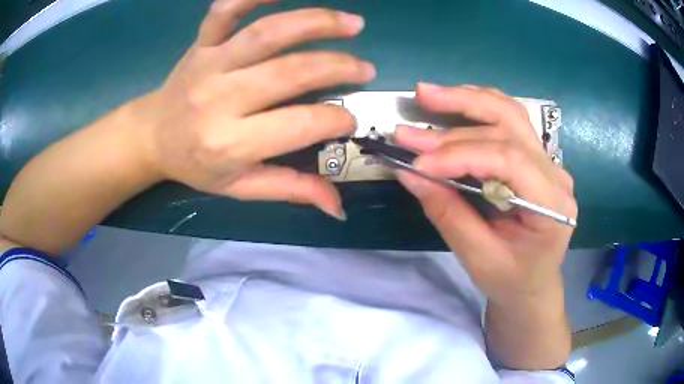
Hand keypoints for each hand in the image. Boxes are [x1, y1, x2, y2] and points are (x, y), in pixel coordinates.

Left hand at [134, 0, 374, 218]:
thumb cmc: (196, 164)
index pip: (298, 125)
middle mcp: (220, 99)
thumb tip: (337, 205)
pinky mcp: (202, 42)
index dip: (334, 120)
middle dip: (337, 67)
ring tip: (353, 23)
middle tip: (364, 69)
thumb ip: (290, 189)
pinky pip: (226, 10)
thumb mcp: (239, 188)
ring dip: (316, 23)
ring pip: (267, 33)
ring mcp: (210, 63)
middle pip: (290, 72)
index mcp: (231, 143)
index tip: (350, 120)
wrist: (152, 136)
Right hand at [395, 83, 576, 303]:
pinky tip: (456, 104)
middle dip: (462, 109)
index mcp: (552, 205)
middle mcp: (555, 174)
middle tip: (420, 97)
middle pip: (511, 125)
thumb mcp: (478, 258)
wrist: (533, 285)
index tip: (417, 159)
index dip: (460, 154)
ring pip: (511, 114)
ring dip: (469, 100)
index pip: (508, 160)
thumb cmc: (511, 280)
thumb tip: (409, 172)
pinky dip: (479, 109)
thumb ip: (448, 213)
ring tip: (431, 94)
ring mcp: (548, 163)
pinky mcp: (535, 159)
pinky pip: (509, 123)